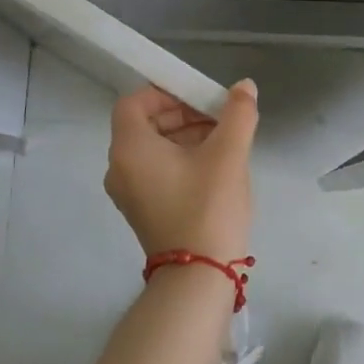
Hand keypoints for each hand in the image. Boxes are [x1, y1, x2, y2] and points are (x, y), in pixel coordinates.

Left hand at [104, 81, 258, 266]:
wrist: (199, 277)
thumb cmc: (208, 208)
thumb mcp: (229, 155)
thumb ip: (237, 114)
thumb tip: (244, 86)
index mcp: (130, 149)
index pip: (134, 102)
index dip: (165, 92)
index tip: (199, 98)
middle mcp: (119, 168)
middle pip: (144, 124)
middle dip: (182, 114)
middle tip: (219, 118)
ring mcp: (129, 193)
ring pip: (153, 149)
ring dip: (185, 137)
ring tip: (224, 142)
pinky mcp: (142, 211)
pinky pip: (156, 172)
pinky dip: (180, 160)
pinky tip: (214, 167)